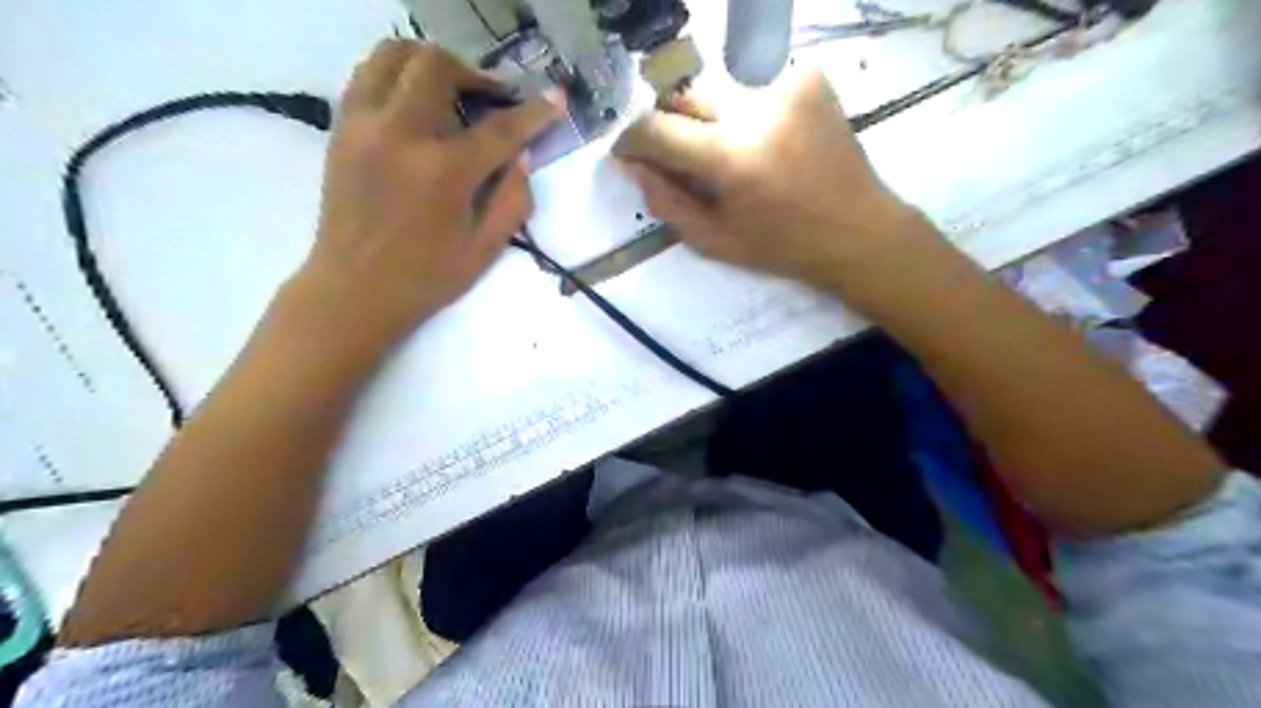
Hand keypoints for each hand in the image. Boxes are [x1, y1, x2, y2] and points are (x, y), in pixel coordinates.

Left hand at [299, 39, 557, 349]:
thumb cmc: (426, 278)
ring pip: (393, 55)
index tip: (556, 97)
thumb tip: (522, 158)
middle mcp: (400, 134)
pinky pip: (367, 76)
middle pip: (437, 66)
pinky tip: (417, 103)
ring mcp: (363, 126)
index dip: (534, 112)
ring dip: (431, 63)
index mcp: (444, 172)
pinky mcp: (341, 130)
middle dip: (475, 74)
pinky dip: (398, 76)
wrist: (353, 292)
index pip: (499, 128)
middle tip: (494, 98)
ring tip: (453, 89)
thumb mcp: (485, 250)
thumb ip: (513, 200)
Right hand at [616, 66, 940, 302]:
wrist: (857, 229)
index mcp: (731, 156)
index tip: (626, 151)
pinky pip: (754, 89)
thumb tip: (634, 167)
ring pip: (719, 93)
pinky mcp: (809, 78)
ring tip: (730, 156)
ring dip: (710, 122)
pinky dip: (746, 114)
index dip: (631, 139)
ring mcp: (786, 86)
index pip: (657, 128)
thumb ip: (666, 202)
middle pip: (685, 99)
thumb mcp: (715, 240)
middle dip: (671, 126)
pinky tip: (765, 142)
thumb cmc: (782, 245)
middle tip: (680, 157)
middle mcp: (756, 109)